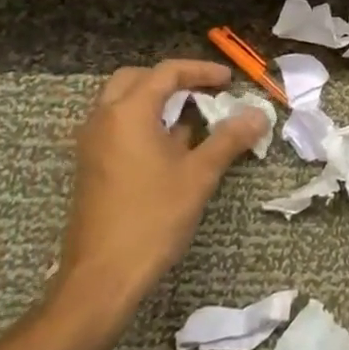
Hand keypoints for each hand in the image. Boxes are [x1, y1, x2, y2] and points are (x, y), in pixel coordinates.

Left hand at [51, 60, 267, 321]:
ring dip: (155, 102)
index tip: (228, 80)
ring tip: (191, 119)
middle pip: (136, 79)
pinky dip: (143, 124)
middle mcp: (103, 120)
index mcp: (128, 112)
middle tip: (202, 92)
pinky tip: (170, 150)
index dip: (201, 70)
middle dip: (171, 80)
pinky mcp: (90, 168)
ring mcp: (91, 145)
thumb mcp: (199, 175)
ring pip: (122, 104)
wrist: (101, 279)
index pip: (166, 72)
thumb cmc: (152, 218)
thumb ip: (229, 138)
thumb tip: (258, 115)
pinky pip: (117, 127)